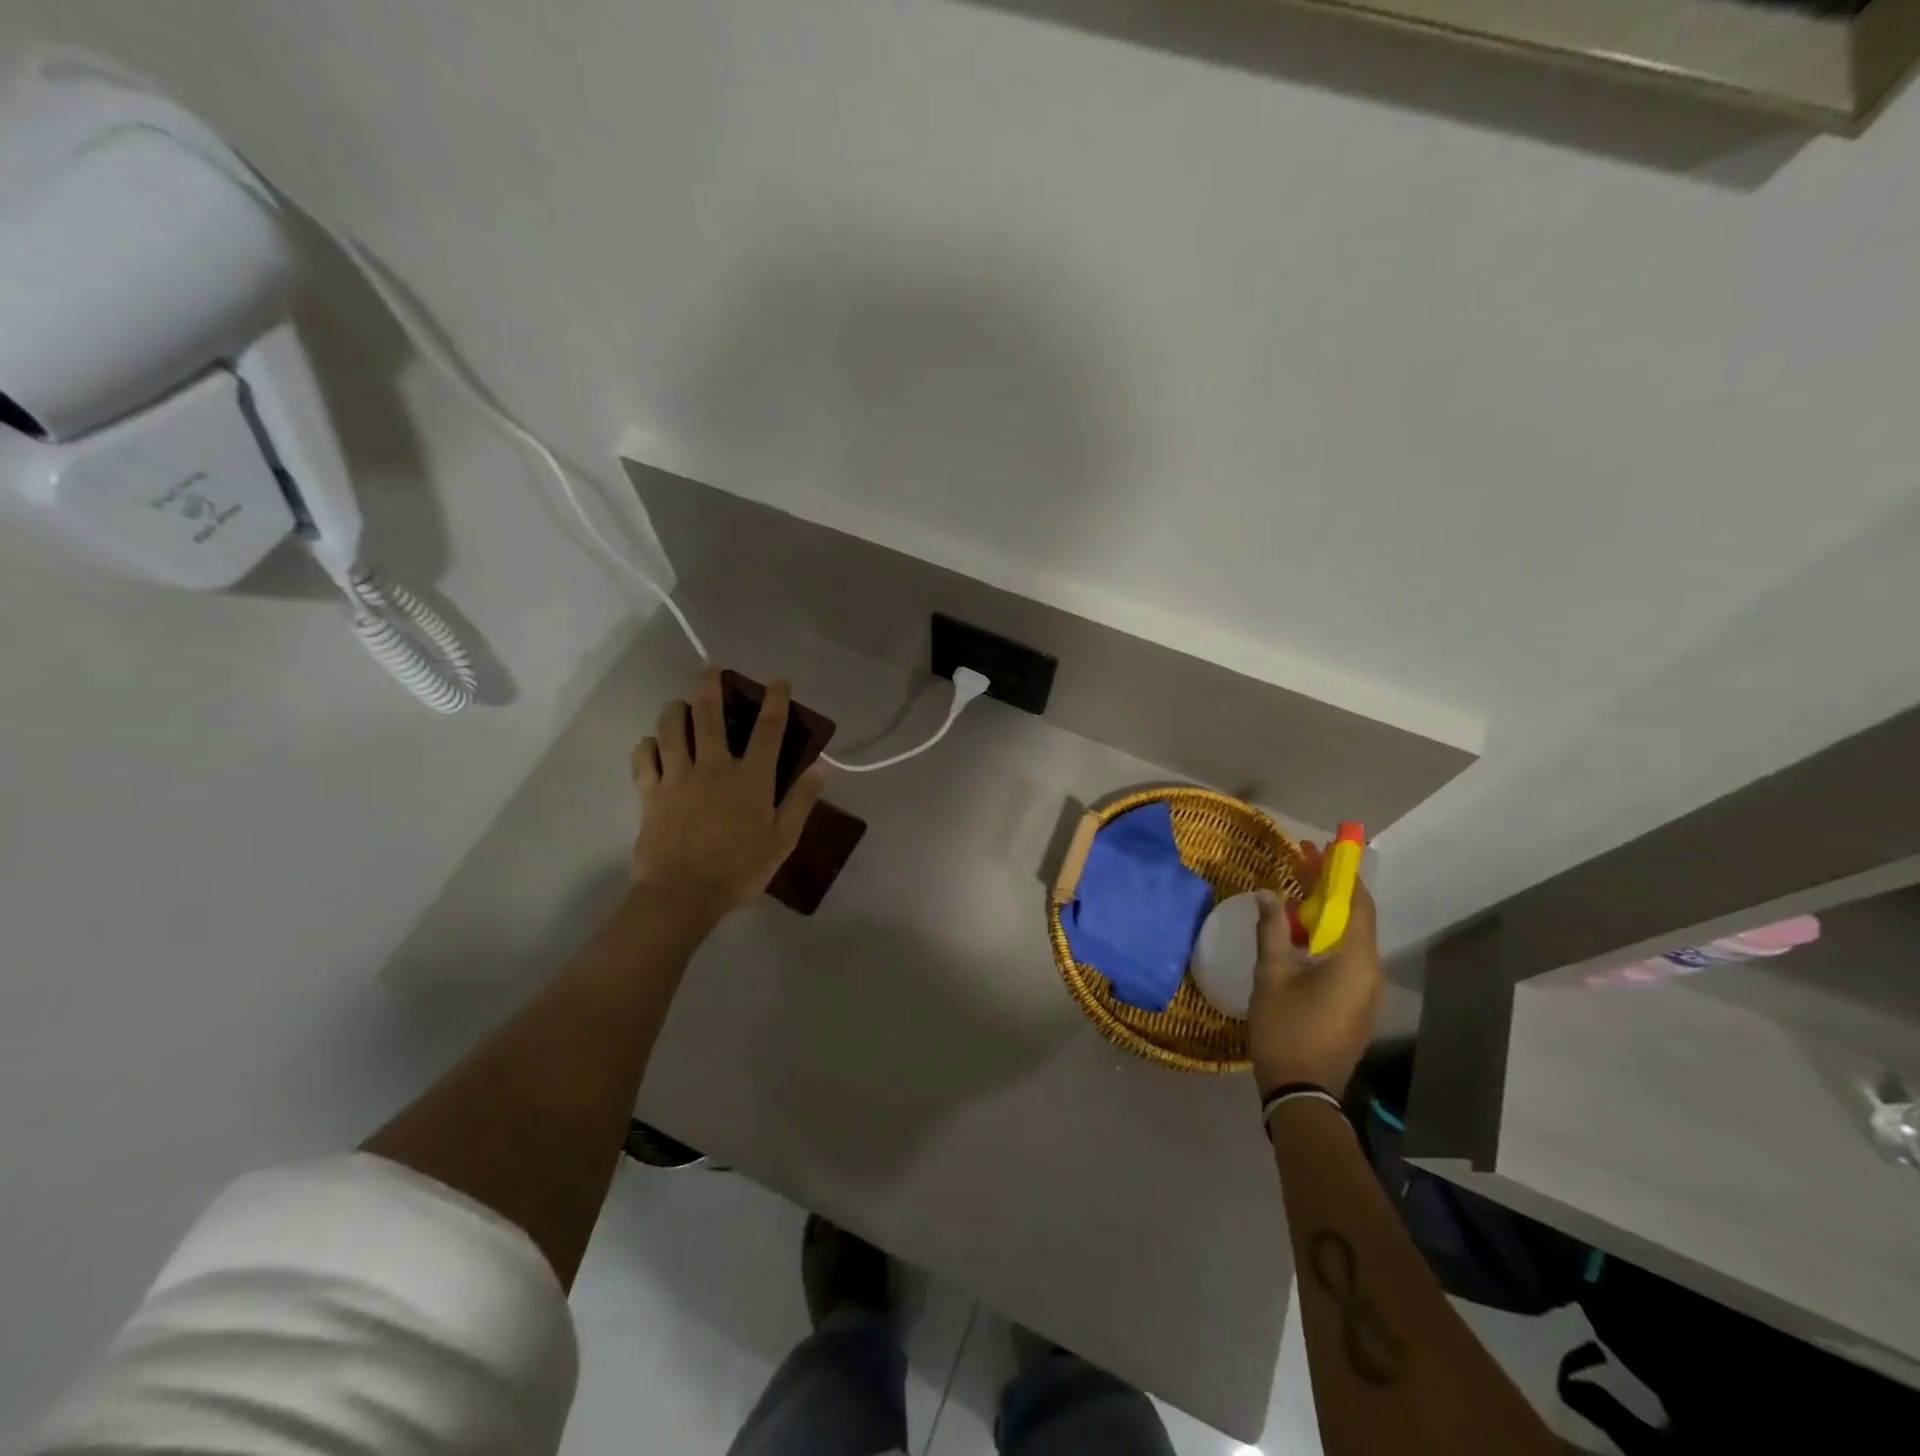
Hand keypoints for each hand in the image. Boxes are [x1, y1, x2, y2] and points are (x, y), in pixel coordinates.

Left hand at [631, 666, 824, 911]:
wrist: (682, 895)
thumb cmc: (739, 870)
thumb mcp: (782, 841)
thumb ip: (801, 801)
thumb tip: (821, 768)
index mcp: (751, 778)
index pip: (768, 729)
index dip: (775, 700)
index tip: (778, 681)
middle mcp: (714, 766)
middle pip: (708, 714)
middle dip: (710, 685)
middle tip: (711, 668)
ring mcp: (677, 777)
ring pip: (671, 727)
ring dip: (675, 708)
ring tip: (679, 703)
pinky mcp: (650, 793)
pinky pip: (643, 758)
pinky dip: (646, 745)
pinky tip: (651, 744)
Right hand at [1248, 843, 1382, 1095]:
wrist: (1302, 1091)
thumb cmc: (1285, 1028)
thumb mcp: (1271, 975)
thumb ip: (1271, 930)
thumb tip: (1267, 893)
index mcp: (1354, 960)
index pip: (1357, 903)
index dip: (1341, 872)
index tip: (1322, 848)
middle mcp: (1370, 971)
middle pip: (1354, 917)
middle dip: (1329, 888)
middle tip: (1302, 862)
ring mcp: (1366, 991)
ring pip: (1350, 938)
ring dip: (1325, 913)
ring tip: (1295, 893)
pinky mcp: (1356, 1004)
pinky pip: (1346, 958)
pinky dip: (1326, 937)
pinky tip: (1299, 934)